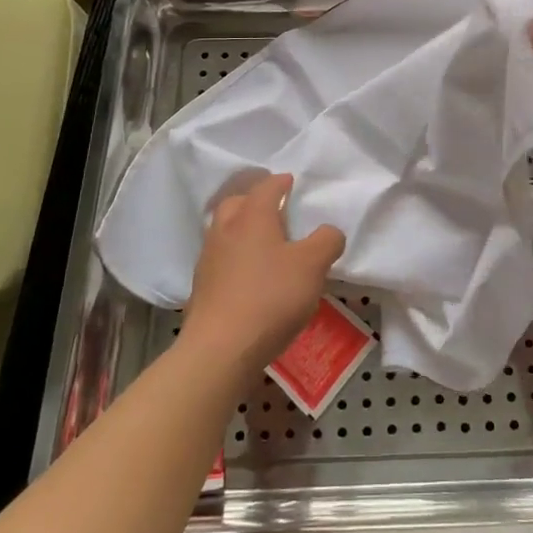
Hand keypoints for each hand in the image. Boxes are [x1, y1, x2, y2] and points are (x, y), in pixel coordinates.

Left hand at [178, 173, 345, 376]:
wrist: (220, 350)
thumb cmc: (270, 297)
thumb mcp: (313, 266)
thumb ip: (327, 241)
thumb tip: (329, 231)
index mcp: (252, 216)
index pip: (267, 187)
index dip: (282, 182)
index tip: (292, 182)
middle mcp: (225, 230)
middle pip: (237, 203)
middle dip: (255, 201)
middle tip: (276, 211)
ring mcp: (209, 259)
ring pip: (225, 231)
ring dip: (242, 230)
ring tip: (264, 244)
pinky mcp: (202, 288)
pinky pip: (221, 259)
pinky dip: (235, 258)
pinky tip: (250, 276)